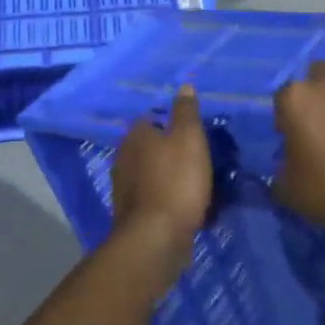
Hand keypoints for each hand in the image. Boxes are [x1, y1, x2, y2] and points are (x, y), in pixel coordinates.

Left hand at [110, 85, 211, 287]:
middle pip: (152, 147)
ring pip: (153, 173)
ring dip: (172, 177)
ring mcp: (124, 187)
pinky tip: (187, 207)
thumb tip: (184, 86)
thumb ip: (186, 111)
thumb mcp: (189, 138)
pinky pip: (155, 197)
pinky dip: (169, 199)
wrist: (156, 237)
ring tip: (198, 185)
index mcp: (135, 135)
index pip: (153, 118)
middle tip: (200, 159)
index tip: (196, 135)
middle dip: (173, 152)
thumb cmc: (176, 180)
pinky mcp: (132, 213)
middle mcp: (123, 157)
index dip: (175, 125)